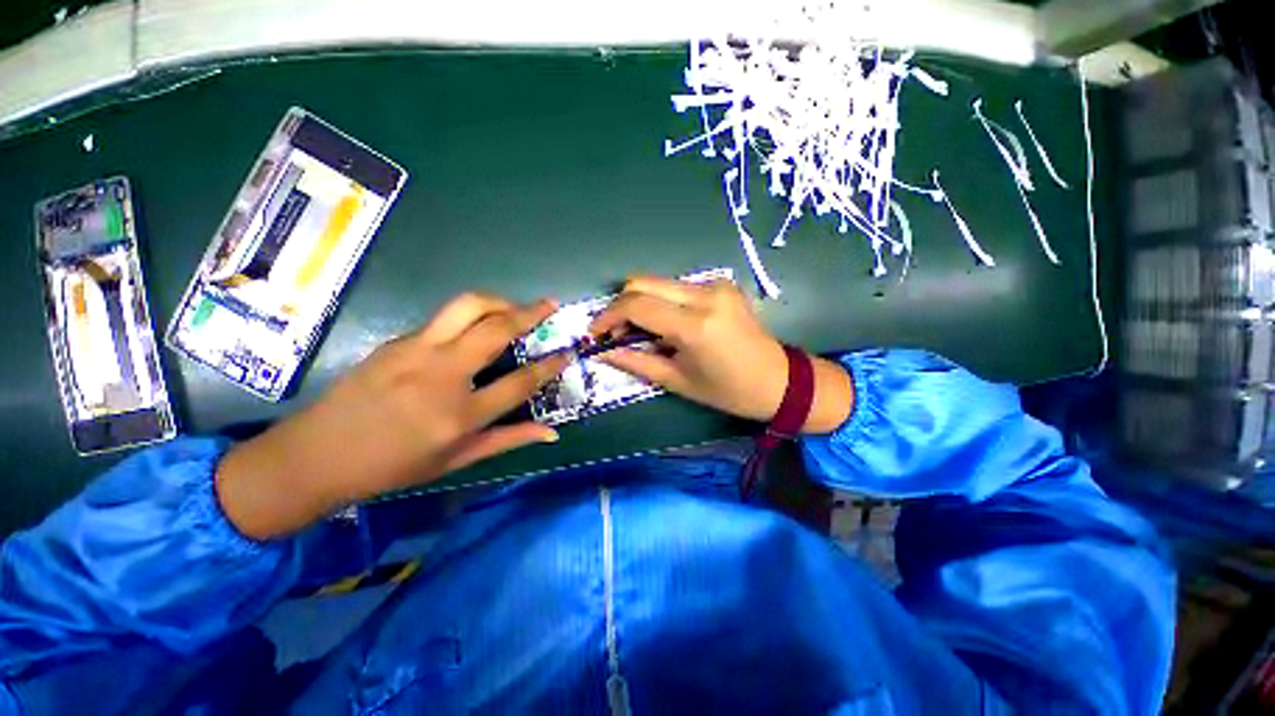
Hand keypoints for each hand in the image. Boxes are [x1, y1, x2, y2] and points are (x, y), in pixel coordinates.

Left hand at [217, 293, 568, 539]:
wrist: (317, 454)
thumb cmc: (393, 466)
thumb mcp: (457, 461)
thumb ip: (508, 440)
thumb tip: (552, 433)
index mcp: (460, 414)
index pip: (521, 382)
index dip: (550, 365)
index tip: (568, 352)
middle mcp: (443, 375)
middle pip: (496, 329)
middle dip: (530, 312)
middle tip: (550, 305)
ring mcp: (416, 351)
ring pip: (466, 307)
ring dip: (499, 301)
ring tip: (514, 307)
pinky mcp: (398, 340)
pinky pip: (444, 318)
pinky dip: (470, 315)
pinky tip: (475, 328)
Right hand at [589, 275, 852, 431]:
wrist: (779, 381)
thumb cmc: (728, 391)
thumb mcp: (677, 381)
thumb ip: (635, 362)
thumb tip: (601, 352)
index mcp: (694, 325)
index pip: (636, 305)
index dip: (608, 316)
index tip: (596, 333)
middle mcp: (704, 294)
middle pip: (642, 282)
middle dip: (621, 306)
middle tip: (616, 333)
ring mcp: (716, 285)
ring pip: (659, 283)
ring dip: (642, 303)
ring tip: (642, 333)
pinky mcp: (722, 284)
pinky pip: (678, 287)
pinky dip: (663, 303)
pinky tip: (668, 325)